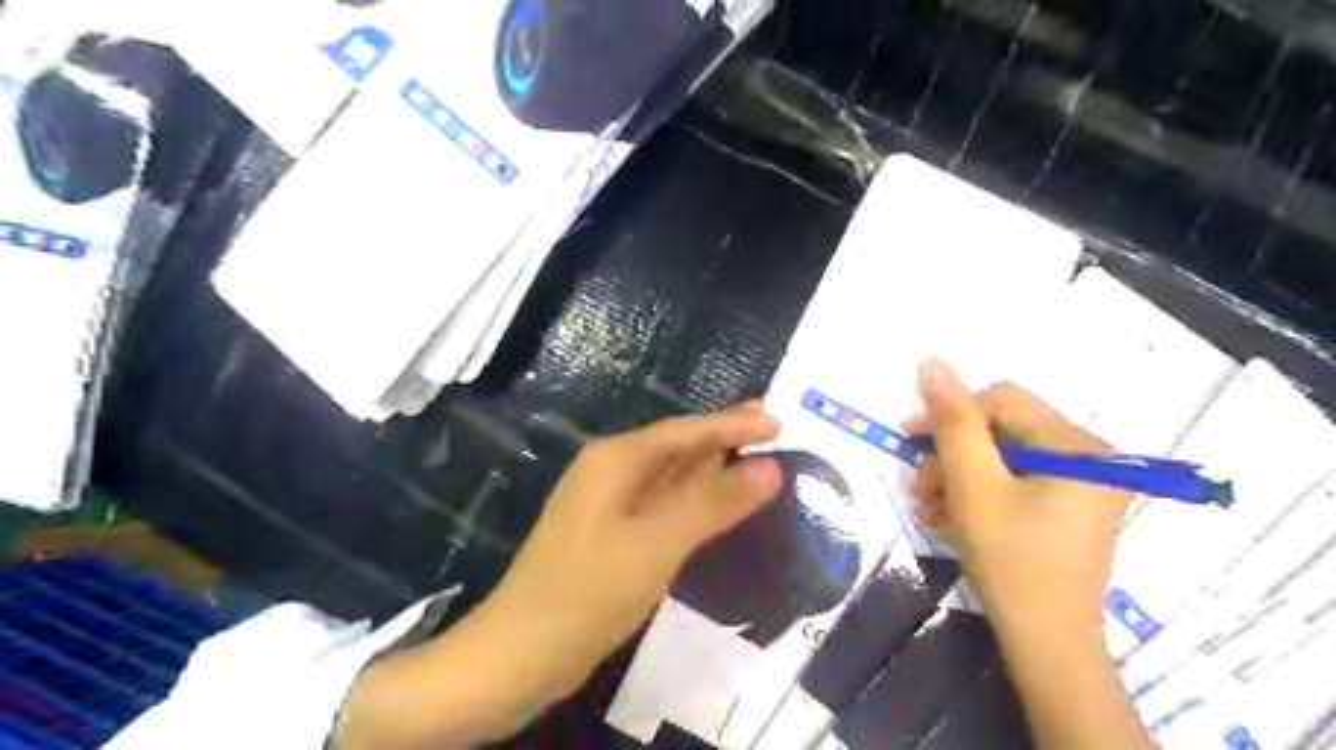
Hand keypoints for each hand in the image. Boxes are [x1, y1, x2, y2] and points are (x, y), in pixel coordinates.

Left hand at [483, 402, 786, 700]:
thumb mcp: (657, 543)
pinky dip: (693, 499)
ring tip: (752, 458)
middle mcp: (610, 471)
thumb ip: (713, 502)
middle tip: (770, 426)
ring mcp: (608, 504)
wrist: (522, 652)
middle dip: (722, 437)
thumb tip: (768, 467)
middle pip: (677, 446)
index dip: (733, 424)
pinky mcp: (610, 534)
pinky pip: (662, 503)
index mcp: (615, 460)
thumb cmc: (589, 591)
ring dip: (710, 467)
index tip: (778, 423)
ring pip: (670, 475)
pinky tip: (713, 504)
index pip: (686, 431)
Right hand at [910, 357, 1124, 632]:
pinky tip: (949, 519)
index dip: (950, 415)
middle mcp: (1088, 458)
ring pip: (1000, 458)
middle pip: (1001, 431)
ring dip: (956, 478)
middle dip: (951, 456)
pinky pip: (1011, 483)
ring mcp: (1079, 485)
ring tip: (929, 509)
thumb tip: (931, 361)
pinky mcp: (1064, 508)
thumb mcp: (974, 486)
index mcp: (1079, 446)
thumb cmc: (1012, 562)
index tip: (908, 440)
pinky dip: (975, 495)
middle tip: (920, 488)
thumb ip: (953, 422)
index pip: (1001, 401)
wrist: (1046, 645)